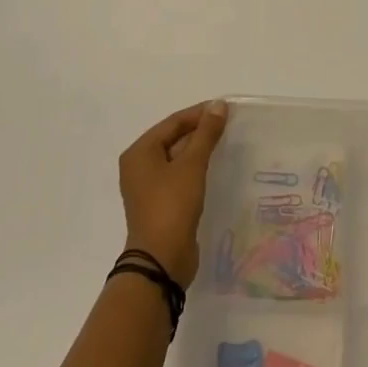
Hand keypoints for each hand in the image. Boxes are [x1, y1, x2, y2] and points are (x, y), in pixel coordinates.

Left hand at [118, 100, 228, 287]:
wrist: (161, 261)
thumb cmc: (172, 206)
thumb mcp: (192, 166)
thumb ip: (206, 134)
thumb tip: (218, 105)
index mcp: (139, 152)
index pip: (172, 122)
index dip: (199, 113)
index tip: (225, 108)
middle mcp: (139, 166)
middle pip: (173, 138)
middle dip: (199, 131)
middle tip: (228, 124)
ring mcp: (148, 187)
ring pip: (176, 158)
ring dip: (198, 150)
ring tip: (225, 142)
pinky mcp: (160, 204)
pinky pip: (178, 176)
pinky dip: (195, 168)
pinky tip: (213, 168)